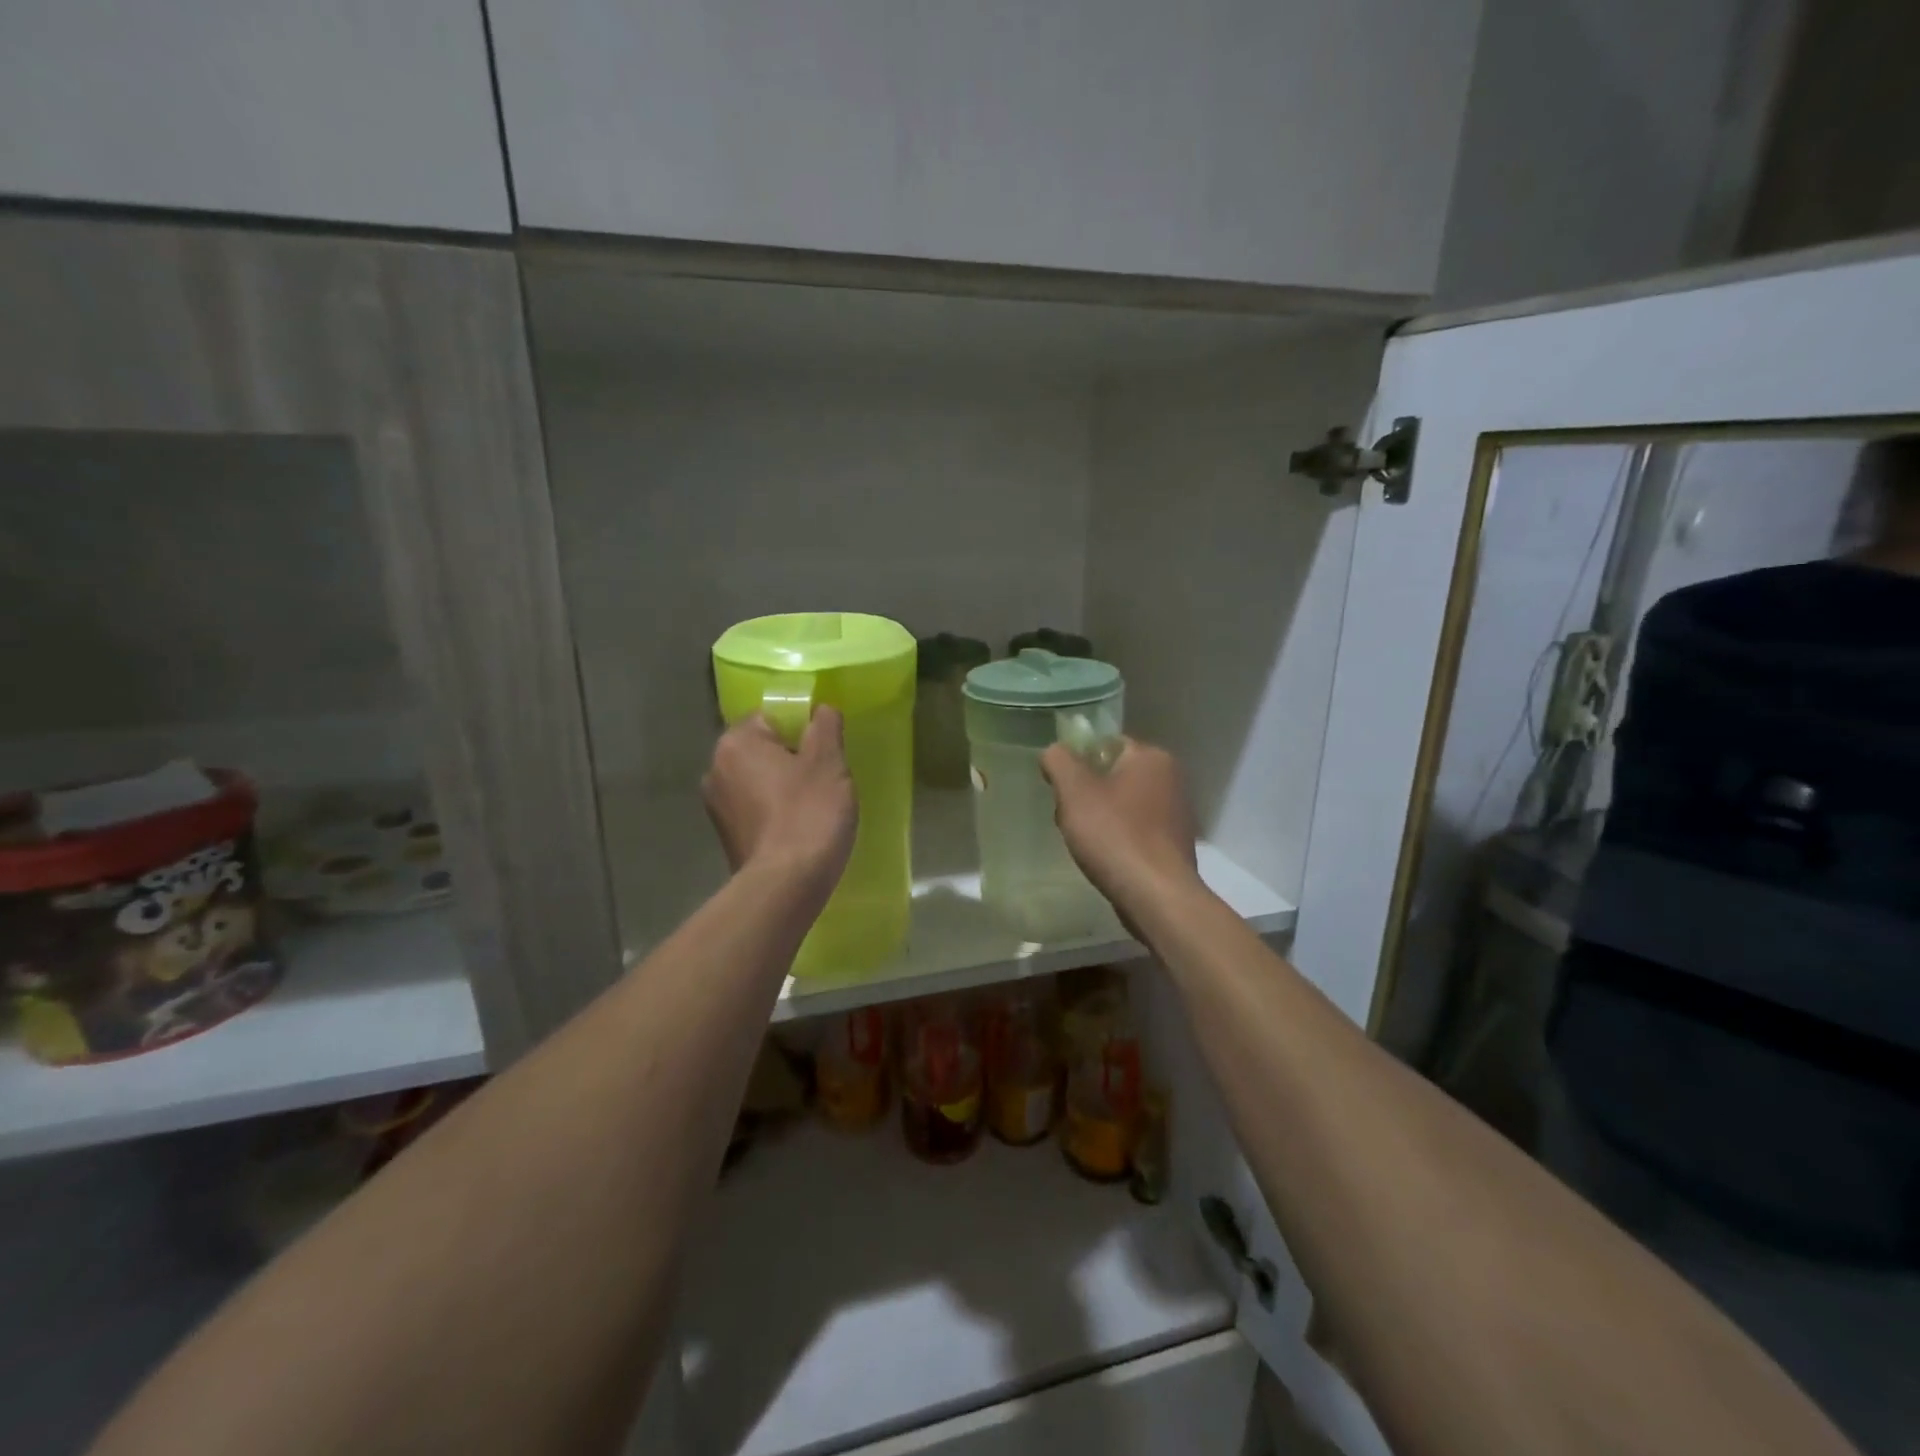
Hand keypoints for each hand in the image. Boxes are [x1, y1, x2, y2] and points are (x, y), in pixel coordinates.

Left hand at [703, 710, 857, 898]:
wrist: (786, 884)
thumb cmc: (809, 813)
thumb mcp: (829, 762)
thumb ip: (825, 726)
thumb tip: (821, 709)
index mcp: (736, 743)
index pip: (771, 717)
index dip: (803, 729)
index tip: (825, 752)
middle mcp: (715, 769)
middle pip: (763, 749)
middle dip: (793, 759)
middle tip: (825, 779)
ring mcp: (716, 806)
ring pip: (759, 781)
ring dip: (783, 787)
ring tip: (814, 808)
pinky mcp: (725, 836)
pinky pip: (755, 810)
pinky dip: (774, 813)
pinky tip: (798, 829)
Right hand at [1040, 737, 1202, 914]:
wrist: (1156, 897)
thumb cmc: (1114, 835)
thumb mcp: (1075, 791)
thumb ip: (1059, 761)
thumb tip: (1055, 752)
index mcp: (1152, 757)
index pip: (1105, 744)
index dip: (1077, 762)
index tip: (1061, 788)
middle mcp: (1171, 779)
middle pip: (1112, 775)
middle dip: (1086, 794)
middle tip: (1069, 817)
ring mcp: (1176, 814)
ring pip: (1122, 804)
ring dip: (1099, 818)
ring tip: (1083, 842)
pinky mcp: (1172, 845)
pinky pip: (1134, 830)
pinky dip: (1117, 838)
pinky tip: (1104, 858)